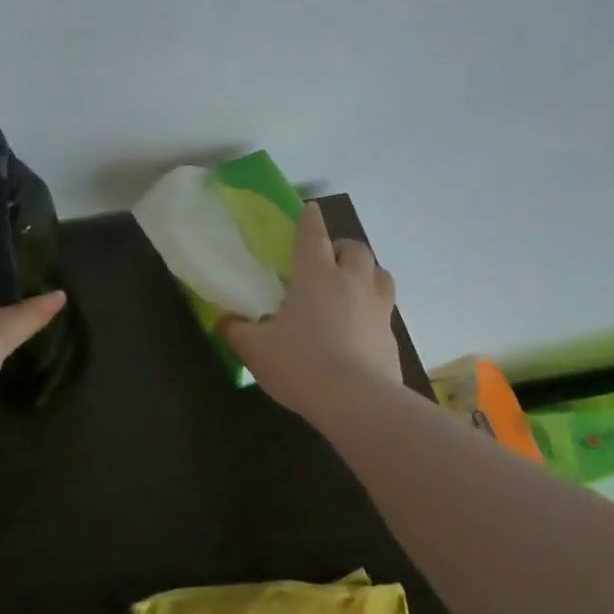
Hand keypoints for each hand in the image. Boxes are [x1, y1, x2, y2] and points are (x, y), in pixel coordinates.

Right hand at [223, 202, 401, 417]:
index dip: (310, 220)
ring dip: (366, 273)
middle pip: (356, 249)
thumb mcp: (256, 349)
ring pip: (380, 275)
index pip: (314, 235)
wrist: (359, 404)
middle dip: (342, 248)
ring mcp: (378, 309)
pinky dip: (372, 311)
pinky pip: (384, 311)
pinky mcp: (391, 337)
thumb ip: (236, 331)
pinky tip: (358, 329)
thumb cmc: (302, 365)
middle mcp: (352, 283)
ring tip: (350, 288)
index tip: (309, 209)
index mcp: (316, 275)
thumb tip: (222, 320)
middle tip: (327, 261)